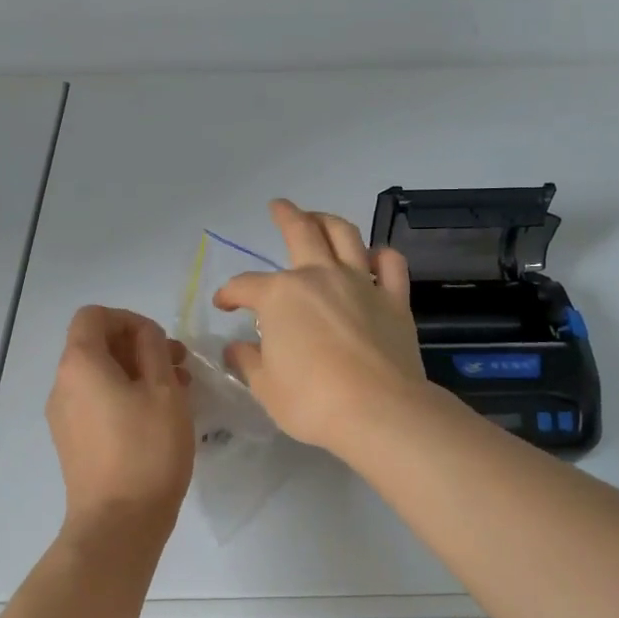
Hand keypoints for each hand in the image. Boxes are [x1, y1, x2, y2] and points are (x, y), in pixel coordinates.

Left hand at [46, 306, 193, 549]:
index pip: (94, 316)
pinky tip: (156, 417)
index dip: (129, 319)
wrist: (118, 523)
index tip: (161, 342)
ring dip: (136, 373)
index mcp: (80, 363)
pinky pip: (96, 401)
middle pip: (96, 345)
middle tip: (179, 365)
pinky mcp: (72, 441)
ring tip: (177, 392)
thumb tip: (144, 335)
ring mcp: (64, 415)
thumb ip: (153, 350)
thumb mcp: (163, 390)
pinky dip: (124, 396)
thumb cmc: (147, 450)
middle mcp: (63, 384)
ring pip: (100, 375)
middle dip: (139, 347)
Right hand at [214, 199, 427, 454]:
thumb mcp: (266, 387)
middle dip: (285, 215)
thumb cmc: (312, 401)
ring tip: (320, 218)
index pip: (245, 286)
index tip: (223, 304)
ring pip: (344, 235)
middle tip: (278, 206)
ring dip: (328, 220)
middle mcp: (319, 277)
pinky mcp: (394, 300)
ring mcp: (361, 283)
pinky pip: (390, 264)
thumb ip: (248, 362)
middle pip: (300, 232)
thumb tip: (235, 348)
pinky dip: (380, 255)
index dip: (229, 293)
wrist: (379, 411)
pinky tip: (372, 257)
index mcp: (280, 295)